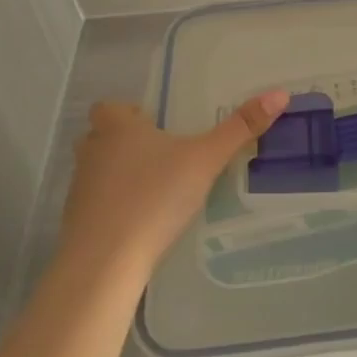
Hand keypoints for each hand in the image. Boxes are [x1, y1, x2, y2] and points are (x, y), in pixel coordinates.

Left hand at [58, 91, 289, 281]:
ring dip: (118, 177)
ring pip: (97, 172)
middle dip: (123, 143)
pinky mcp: (76, 225)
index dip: (127, 113)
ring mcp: (78, 190)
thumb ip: (240, 129)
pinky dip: (112, 209)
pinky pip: (95, 206)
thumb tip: (280, 93)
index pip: (108, 107)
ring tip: (155, 191)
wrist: (104, 263)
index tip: (153, 126)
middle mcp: (93, 152)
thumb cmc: (154, 197)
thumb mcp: (205, 160)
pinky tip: (140, 224)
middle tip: (160, 156)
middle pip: (100, 138)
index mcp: (118, 128)